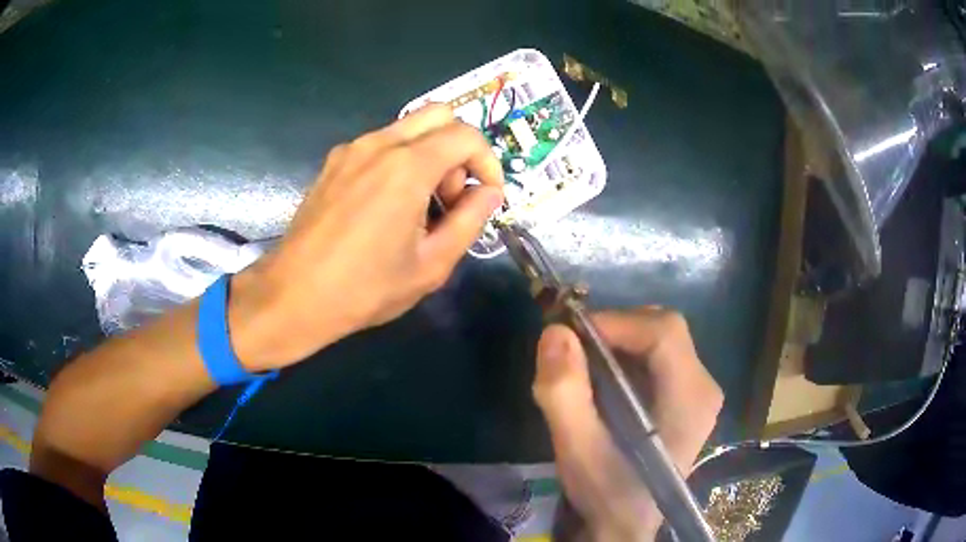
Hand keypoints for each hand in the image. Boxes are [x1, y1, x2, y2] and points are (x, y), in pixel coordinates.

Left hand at [230, 105, 503, 370]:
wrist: (293, 296)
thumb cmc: (364, 288)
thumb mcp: (431, 265)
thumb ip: (470, 221)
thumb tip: (490, 193)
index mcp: (407, 166)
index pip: (466, 135)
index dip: (488, 162)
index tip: (487, 196)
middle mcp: (379, 144)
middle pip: (439, 115)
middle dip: (458, 150)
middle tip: (451, 197)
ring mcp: (351, 150)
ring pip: (409, 128)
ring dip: (429, 155)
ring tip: (420, 208)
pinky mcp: (334, 162)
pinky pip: (381, 144)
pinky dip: (401, 161)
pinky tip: (389, 206)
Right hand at [533, 307, 722, 540]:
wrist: (626, 525)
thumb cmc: (607, 493)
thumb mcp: (578, 450)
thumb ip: (564, 394)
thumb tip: (555, 333)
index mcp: (690, 398)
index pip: (663, 332)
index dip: (616, 322)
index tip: (570, 335)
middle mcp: (704, 386)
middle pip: (663, 330)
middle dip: (615, 331)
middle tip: (574, 350)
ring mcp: (699, 392)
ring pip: (659, 340)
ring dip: (617, 343)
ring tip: (583, 368)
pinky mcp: (687, 398)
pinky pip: (657, 358)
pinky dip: (625, 358)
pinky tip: (603, 383)